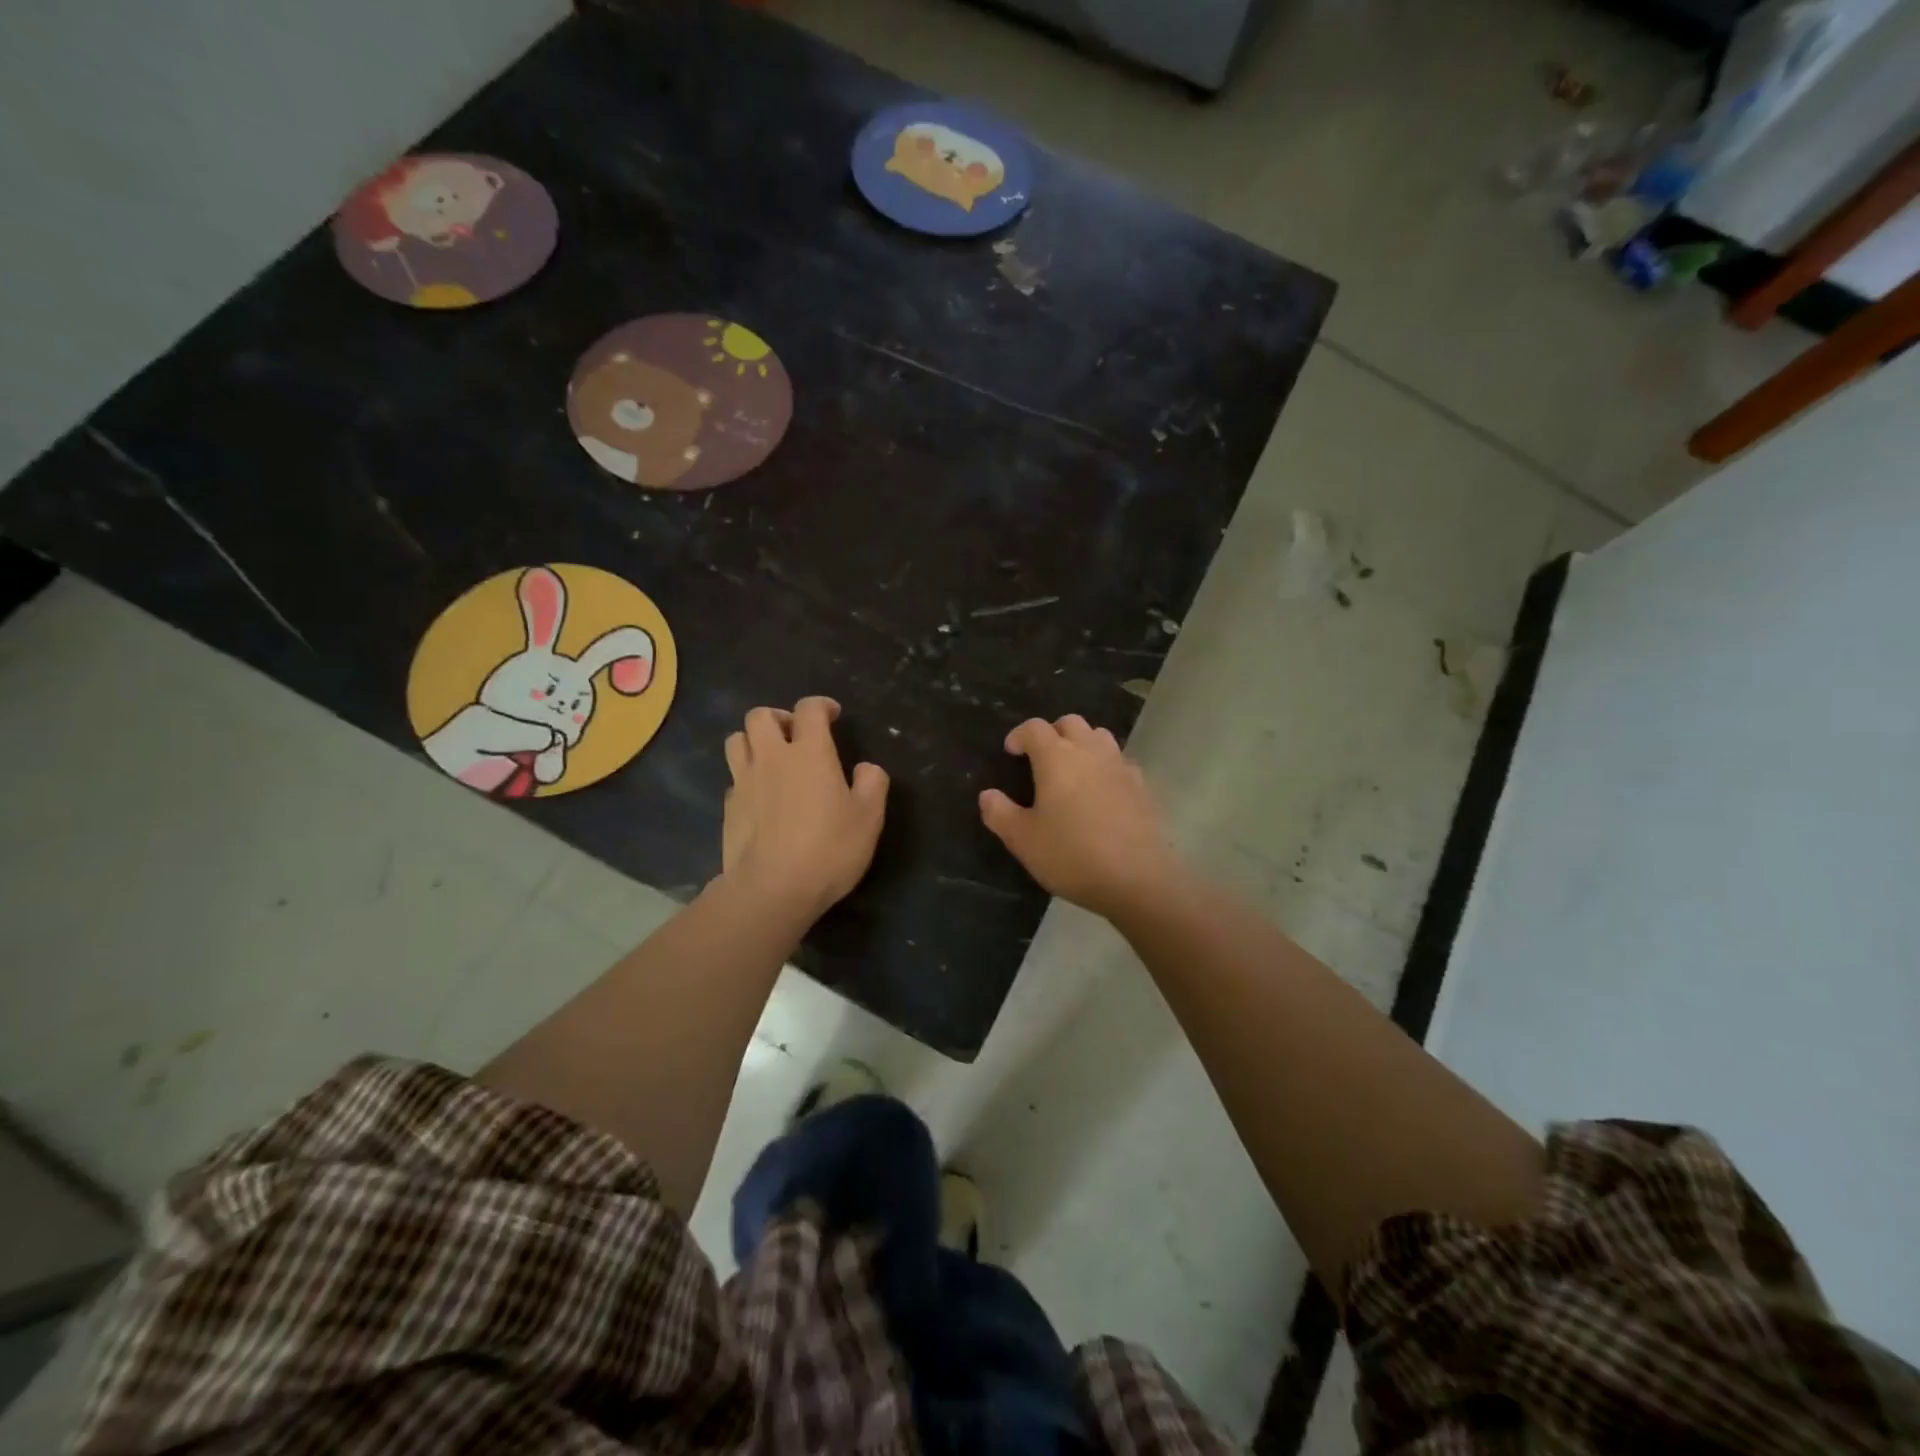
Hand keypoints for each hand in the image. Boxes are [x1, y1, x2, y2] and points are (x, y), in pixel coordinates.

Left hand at [722, 697, 888, 918]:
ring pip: (736, 740)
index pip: (809, 709)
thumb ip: (872, 784)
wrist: (772, 889)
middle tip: (795, 735)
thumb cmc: (829, 849)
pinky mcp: (728, 808)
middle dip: (779, 717)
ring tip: (770, 759)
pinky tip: (759, 798)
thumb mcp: (869, 818)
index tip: (832, 716)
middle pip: (760, 715)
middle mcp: (772, 757)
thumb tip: (866, 768)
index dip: (821, 706)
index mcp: (810, 752)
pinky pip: (733, 779)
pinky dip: (745, 779)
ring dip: (753, 741)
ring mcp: (744, 781)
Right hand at [979, 715, 1184, 919]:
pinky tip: (1101, 793)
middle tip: (1040, 758)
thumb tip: (988, 795)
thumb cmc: (1072, 855)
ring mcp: (1121, 767)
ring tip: (1072, 771)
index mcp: (1057, 758)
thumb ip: (1000, 813)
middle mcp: (1090, 752)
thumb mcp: (1023, 840)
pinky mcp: (1143, 787)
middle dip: (1052, 733)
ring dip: (1082, 744)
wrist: (1138, 879)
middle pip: (1071, 723)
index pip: (1034, 728)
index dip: (1019, 735)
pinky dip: (1105, 767)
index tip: (1011, 752)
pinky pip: (1120, 762)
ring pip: (1100, 737)